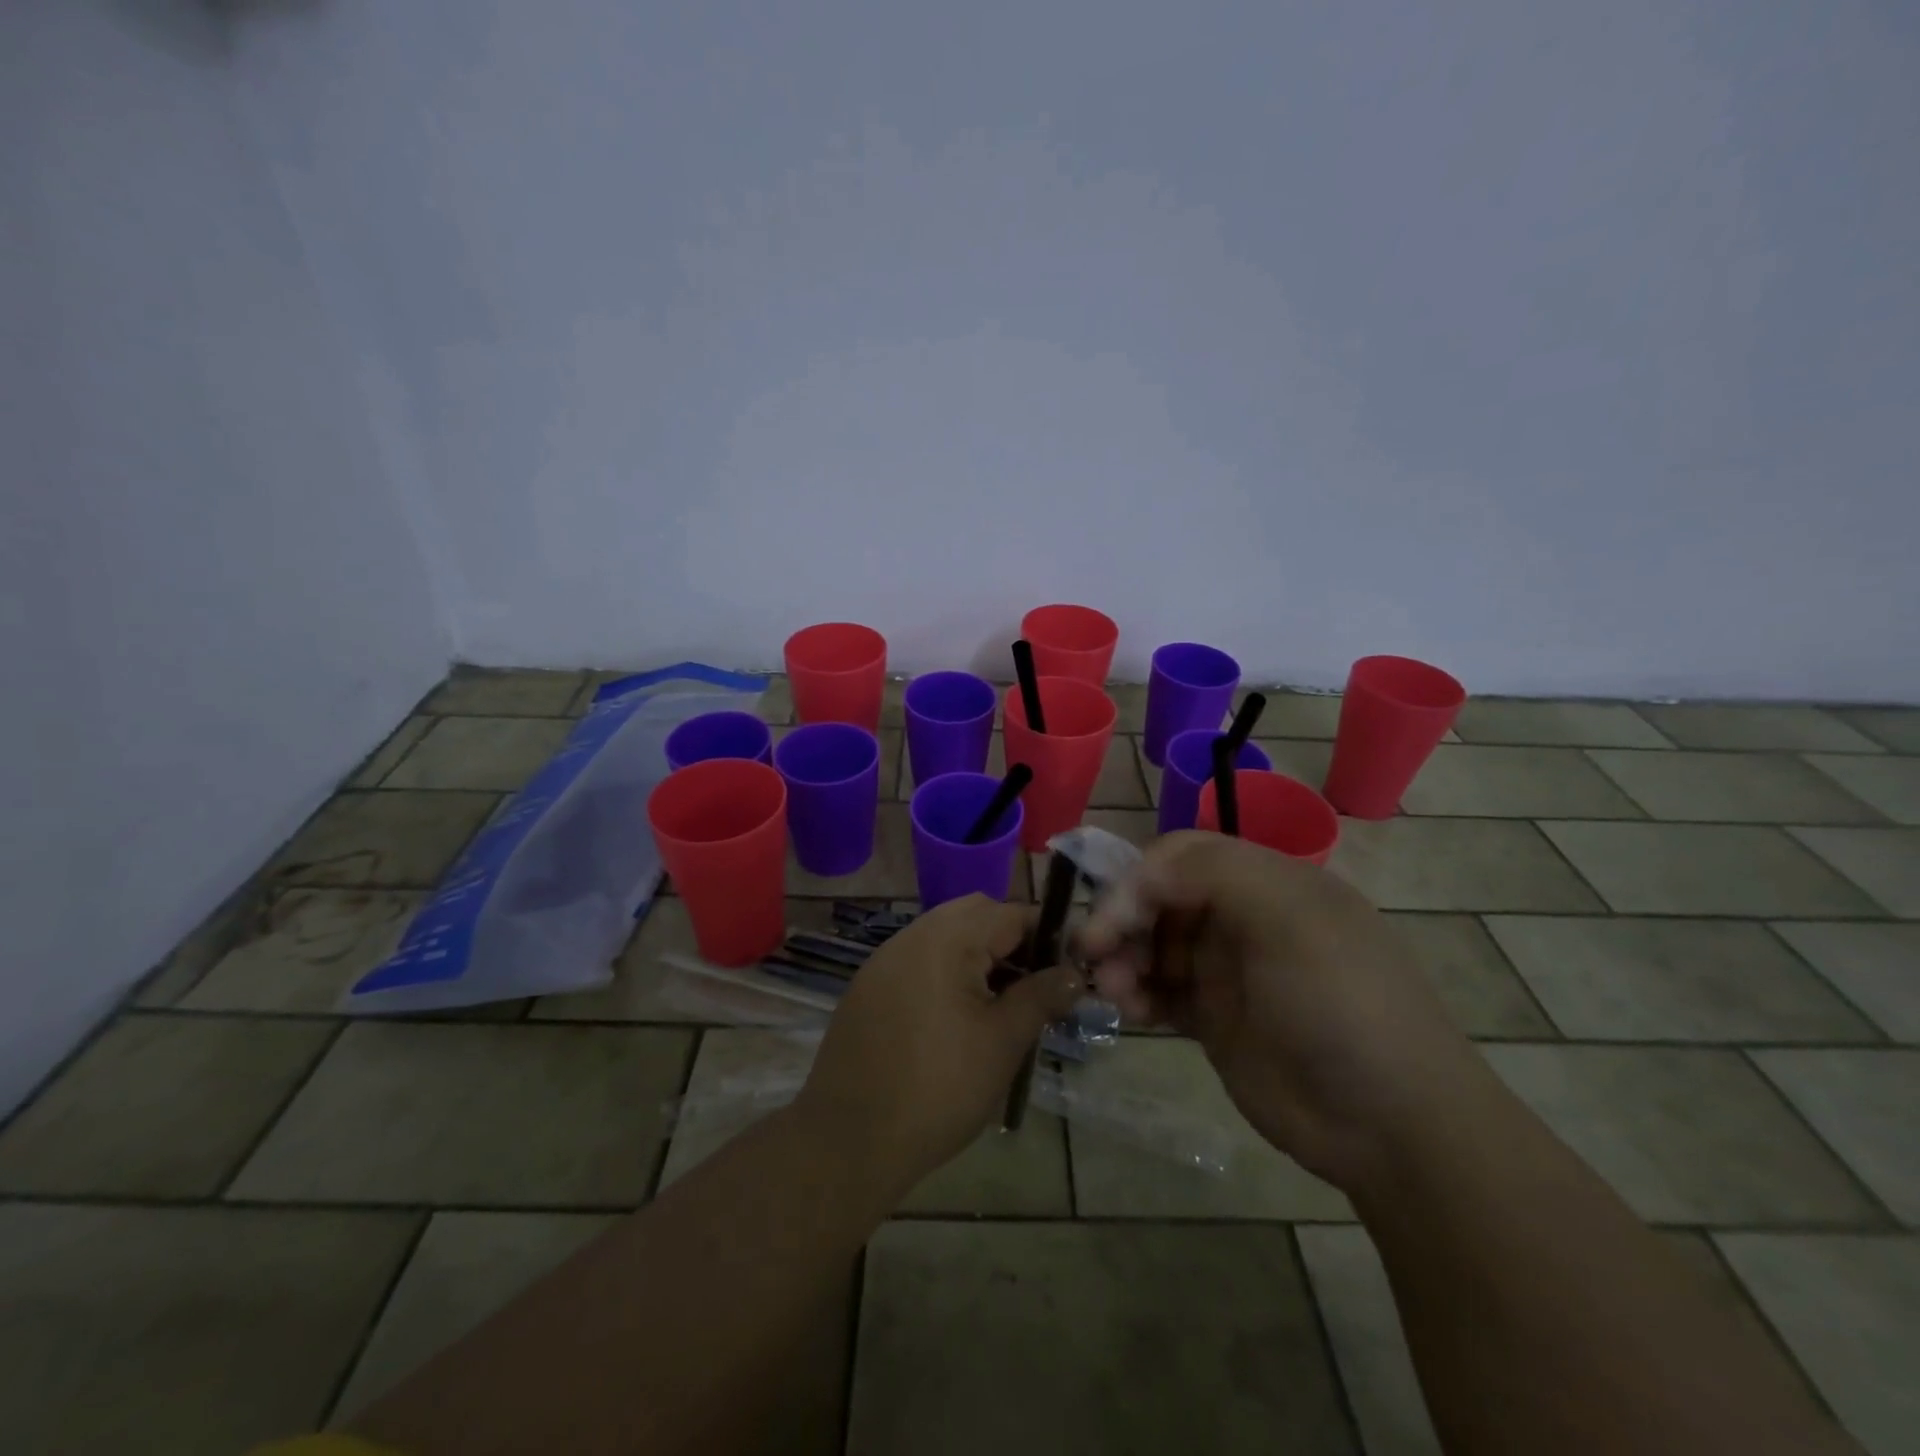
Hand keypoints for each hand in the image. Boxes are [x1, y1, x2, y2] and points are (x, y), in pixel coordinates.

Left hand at [794, 895, 1081, 1200]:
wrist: (849, 1139)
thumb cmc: (939, 1088)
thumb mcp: (1003, 1042)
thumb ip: (1041, 997)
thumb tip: (1073, 973)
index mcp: (947, 939)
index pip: (1010, 913)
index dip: (1047, 934)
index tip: (1069, 966)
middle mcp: (912, 935)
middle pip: (975, 914)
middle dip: (1011, 939)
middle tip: (1034, 984)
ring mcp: (884, 959)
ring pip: (944, 934)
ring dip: (978, 954)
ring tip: (1001, 1003)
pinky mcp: (868, 986)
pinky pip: (918, 958)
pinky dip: (946, 970)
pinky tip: (957, 1016)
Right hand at [1076, 832, 1484, 1191]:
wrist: (1392, 1127)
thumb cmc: (1341, 1005)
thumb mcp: (1290, 919)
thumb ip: (1212, 874)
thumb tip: (1137, 880)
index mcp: (1268, 881)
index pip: (1182, 856)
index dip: (1136, 878)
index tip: (1108, 919)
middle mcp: (1243, 918)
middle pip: (1159, 898)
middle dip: (1121, 920)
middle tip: (1092, 956)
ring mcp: (1228, 970)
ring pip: (1152, 944)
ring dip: (1122, 959)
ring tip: (1111, 991)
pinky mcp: (1215, 1019)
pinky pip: (1158, 991)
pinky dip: (1135, 994)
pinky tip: (1131, 1013)